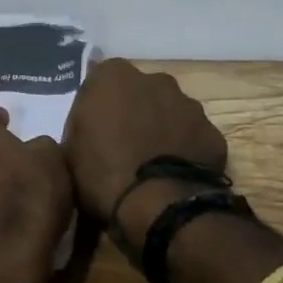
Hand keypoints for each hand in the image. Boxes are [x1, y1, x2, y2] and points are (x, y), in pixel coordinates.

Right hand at [63, 58, 228, 230]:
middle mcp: (155, 80)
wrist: (158, 205)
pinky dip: (184, 149)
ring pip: (170, 111)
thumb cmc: (102, 173)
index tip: (94, 127)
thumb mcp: (70, 148)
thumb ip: (81, 123)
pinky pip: (192, 136)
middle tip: (123, 143)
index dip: (98, 104)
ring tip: (151, 162)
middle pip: (140, 90)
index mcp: (114, 77)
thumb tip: (90, 122)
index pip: (101, 79)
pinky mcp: (212, 133)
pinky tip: (174, 175)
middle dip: (133, 110)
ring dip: (161, 128)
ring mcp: (189, 105)